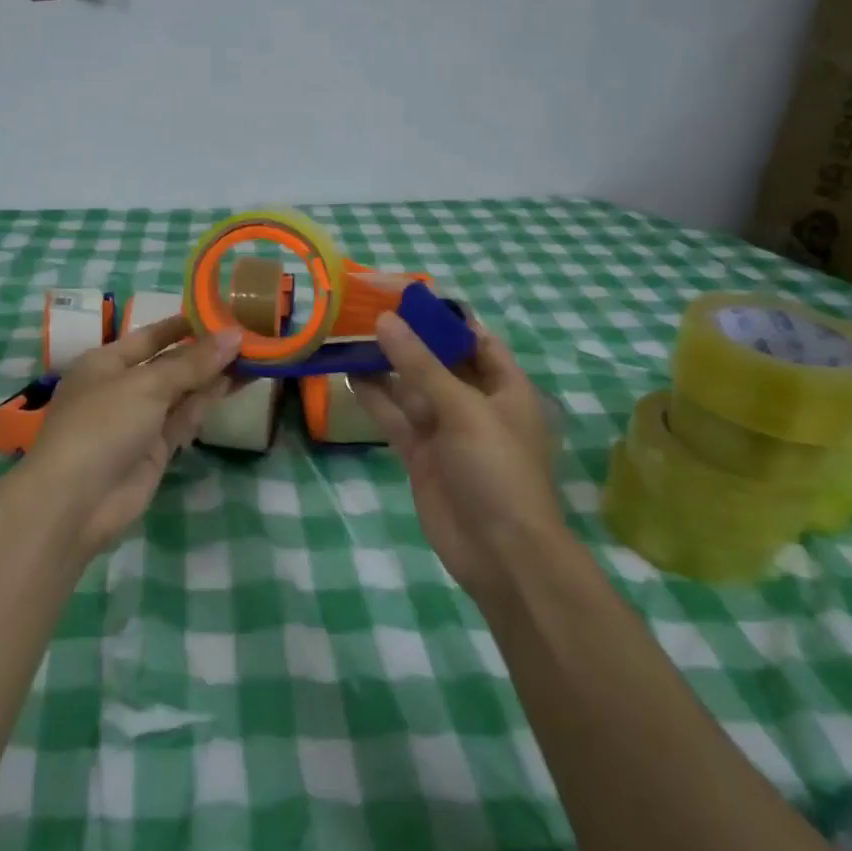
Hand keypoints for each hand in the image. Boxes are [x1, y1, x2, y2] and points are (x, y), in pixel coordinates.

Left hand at [21, 315, 241, 558]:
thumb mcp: (147, 385)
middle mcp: (122, 387)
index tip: (220, 313)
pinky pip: (185, 418)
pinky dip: (207, 402)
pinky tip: (236, 384)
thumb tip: (234, 336)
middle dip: (205, 351)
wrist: (76, 502)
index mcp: (106, 362)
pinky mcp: (155, 449)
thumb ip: (193, 363)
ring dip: (213, 375)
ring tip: (253, 355)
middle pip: (169, 363)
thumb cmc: (102, 425)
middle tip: (248, 335)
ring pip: (182, 391)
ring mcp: (139, 420)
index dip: (183, 325)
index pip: (150, 336)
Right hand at [351, 313, 570, 610]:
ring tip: (348, 334)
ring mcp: (445, 430)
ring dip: (384, 365)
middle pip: (438, 360)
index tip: (405, 295)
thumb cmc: (498, 470)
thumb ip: (421, 365)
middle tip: (365, 308)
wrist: (502, 555)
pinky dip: (374, 398)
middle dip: (407, 337)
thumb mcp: (463, 409)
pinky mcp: (420, 455)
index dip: (443, 316)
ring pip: (411, 387)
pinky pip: (395, 418)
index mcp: (504, 386)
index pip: (474, 339)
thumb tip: (385, 320)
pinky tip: (347, 375)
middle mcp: (474, 402)